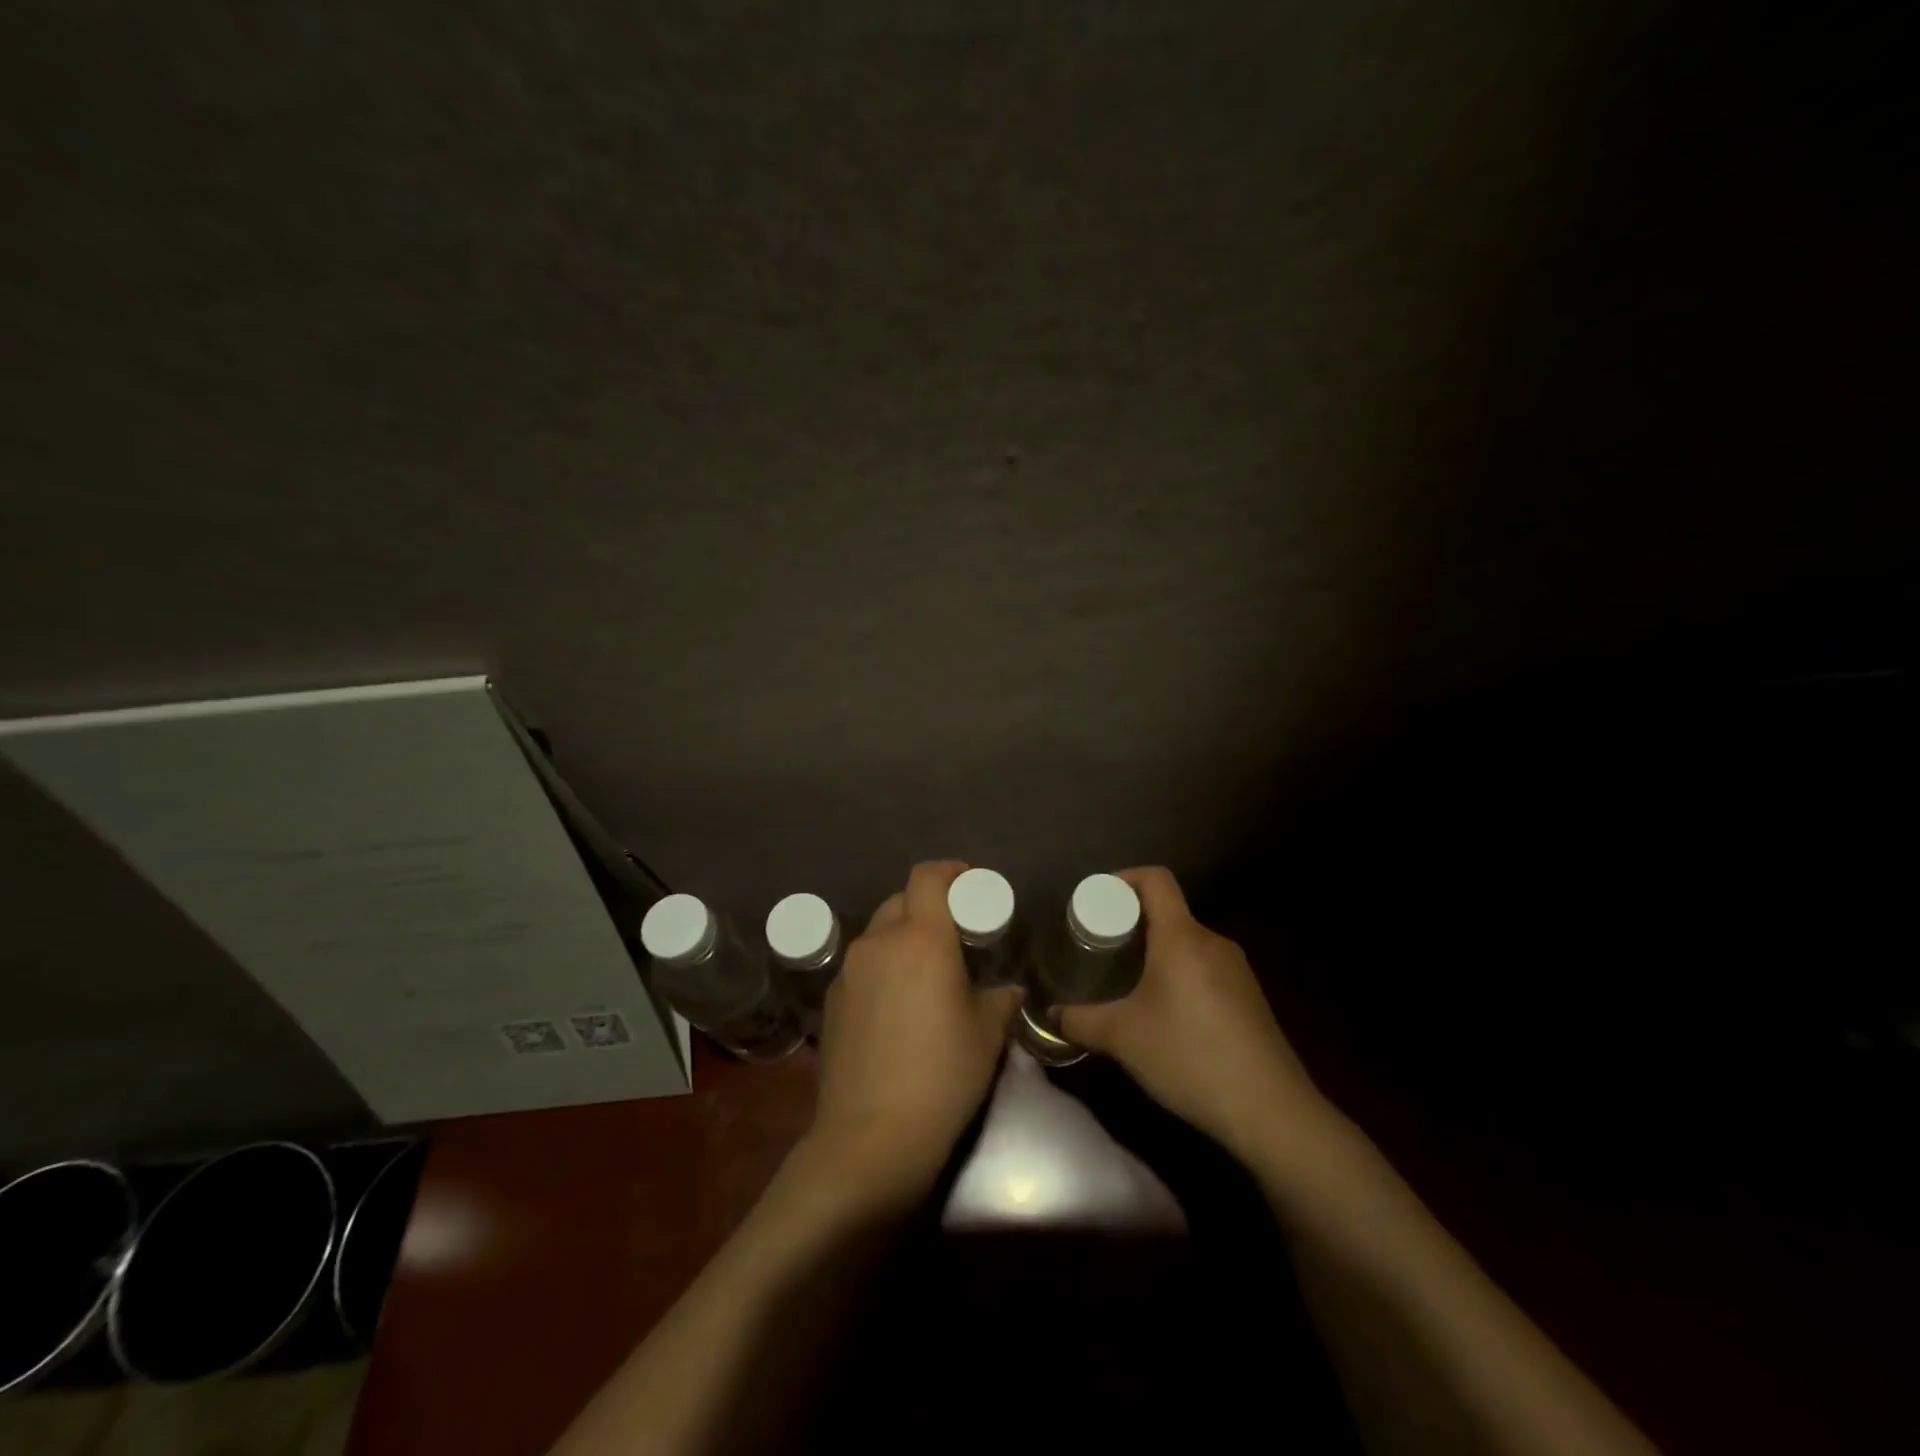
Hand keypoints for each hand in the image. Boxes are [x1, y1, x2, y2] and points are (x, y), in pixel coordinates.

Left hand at [804, 861, 1022, 1207]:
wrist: (871, 1137)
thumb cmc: (942, 1076)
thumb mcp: (987, 1035)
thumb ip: (1001, 999)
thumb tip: (1007, 990)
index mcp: (921, 938)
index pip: (928, 876)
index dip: (950, 871)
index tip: (970, 884)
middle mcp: (879, 942)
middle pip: (901, 900)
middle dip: (927, 906)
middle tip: (953, 934)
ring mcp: (848, 971)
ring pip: (878, 933)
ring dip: (902, 937)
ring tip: (925, 972)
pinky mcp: (832, 1000)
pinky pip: (862, 966)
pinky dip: (882, 968)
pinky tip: (896, 1006)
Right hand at [1059, 867, 1329, 1164]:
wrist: (1270, 1110)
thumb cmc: (1189, 1056)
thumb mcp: (1123, 1039)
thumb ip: (1080, 1021)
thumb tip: (1050, 1014)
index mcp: (1182, 936)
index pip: (1155, 879)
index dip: (1124, 878)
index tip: (1097, 900)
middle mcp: (1212, 941)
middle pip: (1169, 912)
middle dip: (1133, 924)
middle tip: (1103, 948)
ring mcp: (1237, 969)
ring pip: (1188, 943)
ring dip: (1157, 953)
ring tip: (1130, 982)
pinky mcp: (1250, 997)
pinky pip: (1206, 967)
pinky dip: (1180, 975)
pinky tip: (1167, 1014)